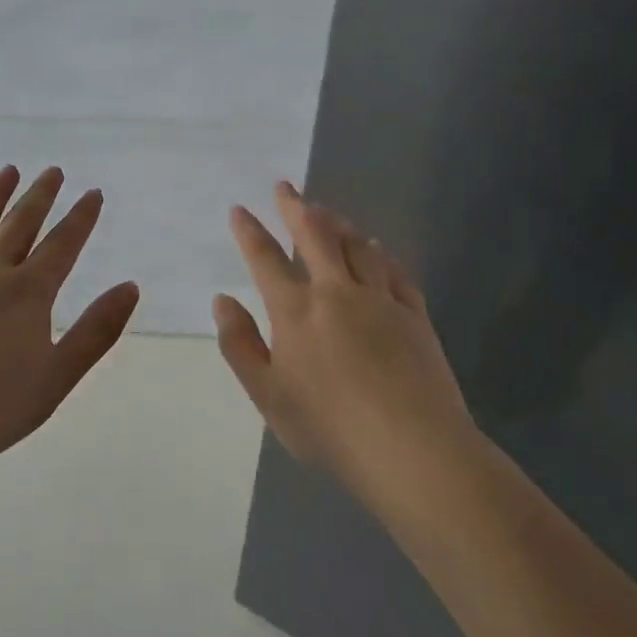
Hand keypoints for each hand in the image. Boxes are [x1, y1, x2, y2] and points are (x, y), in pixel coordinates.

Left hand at [0, 165, 140, 485]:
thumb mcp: (57, 376)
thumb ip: (96, 331)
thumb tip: (130, 287)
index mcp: (27, 293)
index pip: (62, 244)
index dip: (80, 217)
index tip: (92, 193)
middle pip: (18, 225)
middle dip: (39, 196)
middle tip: (53, 171)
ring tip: (7, 172)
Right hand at [214, 181, 474, 510]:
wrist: (412, 448)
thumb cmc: (329, 428)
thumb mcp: (268, 395)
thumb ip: (240, 345)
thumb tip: (222, 300)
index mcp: (295, 311)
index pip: (265, 258)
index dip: (249, 231)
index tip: (240, 209)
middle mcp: (336, 292)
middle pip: (314, 236)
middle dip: (295, 207)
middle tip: (285, 187)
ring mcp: (380, 299)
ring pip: (357, 246)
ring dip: (337, 224)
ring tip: (326, 211)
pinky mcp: (414, 314)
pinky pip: (394, 270)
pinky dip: (380, 253)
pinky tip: (377, 248)